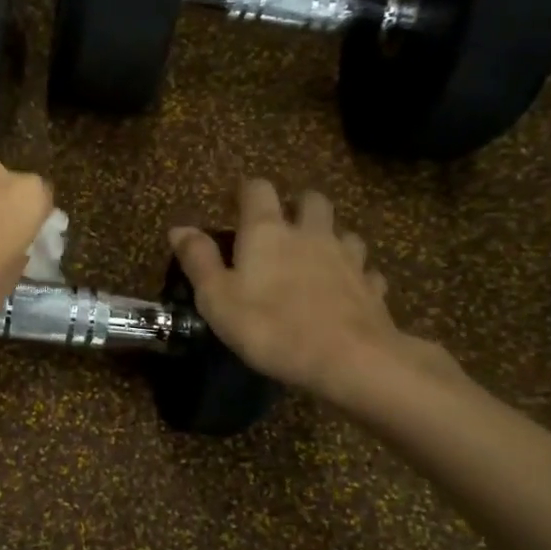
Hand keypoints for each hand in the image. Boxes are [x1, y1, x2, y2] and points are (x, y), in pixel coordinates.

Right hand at [170, 179, 457, 407]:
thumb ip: (198, 259)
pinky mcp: (371, 288)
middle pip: (311, 200)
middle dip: (297, 205)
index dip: (245, 191)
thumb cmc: (270, 326)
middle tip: (283, 226)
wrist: (348, 360)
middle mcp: (310, 234)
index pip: (257, 190)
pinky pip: (365, 271)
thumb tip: (179, 228)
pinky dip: (356, 275)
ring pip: (343, 232)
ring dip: (330, 238)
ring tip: (316, 258)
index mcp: (267, 232)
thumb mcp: (216, 298)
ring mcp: (347, 258)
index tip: (233, 204)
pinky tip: (347, 290)